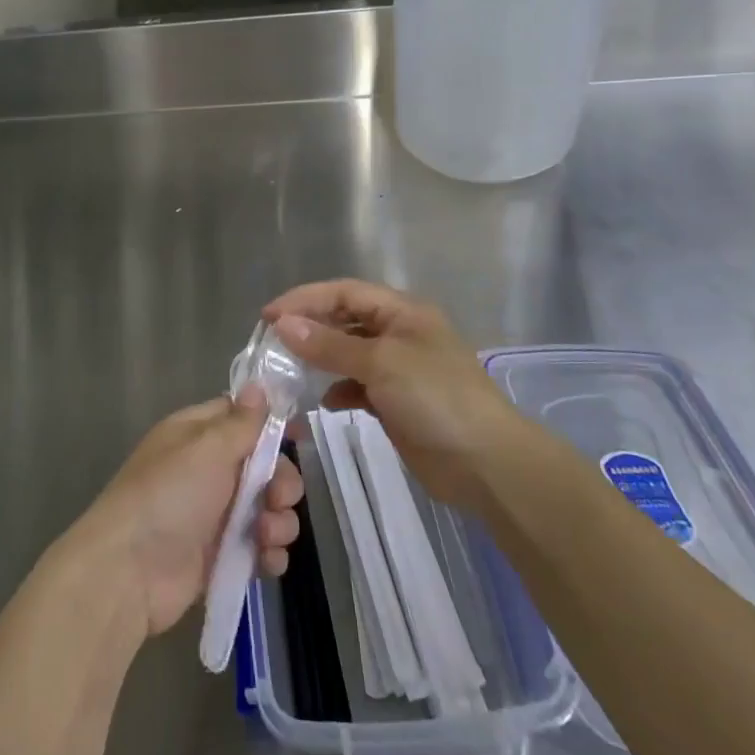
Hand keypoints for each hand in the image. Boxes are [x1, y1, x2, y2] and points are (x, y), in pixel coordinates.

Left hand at [70, 387, 302, 638]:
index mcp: (198, 434)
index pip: (242, 416)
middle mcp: (209, 470)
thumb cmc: (168, 496)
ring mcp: (216, 515)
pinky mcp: (222, 556)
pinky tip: (266, 560)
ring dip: (278, 521)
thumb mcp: (207, 448)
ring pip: (268, 508)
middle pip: (265, 466)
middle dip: (282, 481)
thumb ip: (240, 422)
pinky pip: (260, 547)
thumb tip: (258, 386)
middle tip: (278, 497)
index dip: (273, 423)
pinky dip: (269, 553)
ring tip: (265, 535)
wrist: (129, 572)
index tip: (300, 435)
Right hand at [265, 279, 522, 515]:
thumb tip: (283, 325)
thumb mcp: (380, 363)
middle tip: (273, 341)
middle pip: (345, 319)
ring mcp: (400, 369)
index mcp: (403, 312)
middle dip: (310, 327)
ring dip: (321, 359)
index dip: (305, 299)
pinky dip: (339, 390)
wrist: (485, 463)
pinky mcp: (397, 402)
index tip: (269, 316)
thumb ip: (329, 344)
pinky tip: (325, 402)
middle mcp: (400, 334)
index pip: (345, 292)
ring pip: (349, 354)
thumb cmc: (435, 398)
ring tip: (290, 370)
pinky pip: (358, 386)